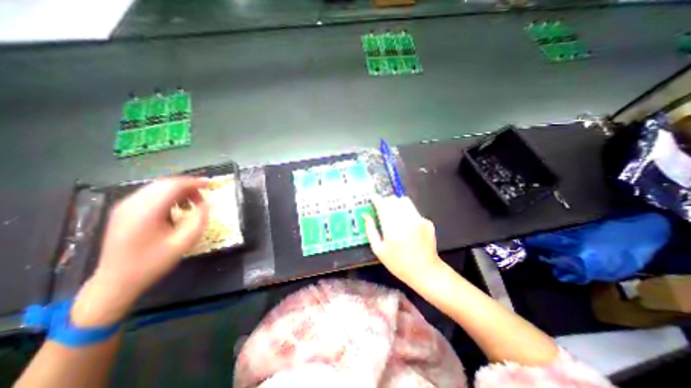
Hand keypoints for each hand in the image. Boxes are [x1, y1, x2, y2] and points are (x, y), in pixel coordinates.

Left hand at [72, 178, 210, 325]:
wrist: (116, 282)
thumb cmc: (153, 263)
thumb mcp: (184, 242)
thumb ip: (199, 220)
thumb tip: (208, 203)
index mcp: (146, 212)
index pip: (173, 186)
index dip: (195, 182)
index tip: (211, 184)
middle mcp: (132, 204)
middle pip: (165, 184)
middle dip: (188, 187)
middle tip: (203, 199)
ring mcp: (125, 207)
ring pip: (158, 188)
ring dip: (178, 192)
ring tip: (191, 205)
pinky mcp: (124, 211)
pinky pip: (150, 195)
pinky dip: (168, 197)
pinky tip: (176, 209)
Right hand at [364, 196, 439, 283]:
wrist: (425, 271)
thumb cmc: (398, 263)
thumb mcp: (379, 250)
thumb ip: (370, 230)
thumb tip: (365, 215)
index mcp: (391, 229)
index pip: (382, 205)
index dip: (376, 199)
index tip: (373, 197)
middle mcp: (406, 220)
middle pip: (393, 200)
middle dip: (386, 200)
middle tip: (382, 207)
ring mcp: (418, 220)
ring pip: (405, 201)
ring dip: (396, 203)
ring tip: (394, 212)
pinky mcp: (427, 221)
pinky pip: (413, 210)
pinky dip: (407, 212)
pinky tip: (407, 224)